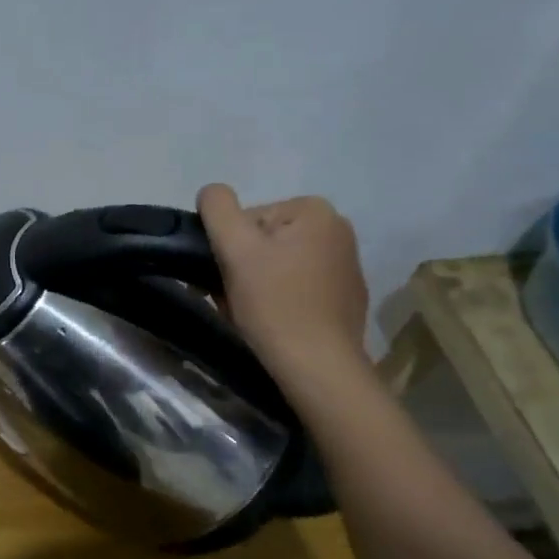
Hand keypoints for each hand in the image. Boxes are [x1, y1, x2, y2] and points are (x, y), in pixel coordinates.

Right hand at [197, 184, 369, 381]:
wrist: (317, 366)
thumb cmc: (274, 303)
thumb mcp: (236, 248)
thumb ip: (218, 208)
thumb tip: (211, 192)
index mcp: (315, 211)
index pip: (249, 219)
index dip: (230, 247)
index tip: (230, 276)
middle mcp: (338, 230)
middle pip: (264, 241)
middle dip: (244, 267)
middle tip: (235, 298)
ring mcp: (346, 265)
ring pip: (278, 265)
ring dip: (257, 285)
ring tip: (252, 314)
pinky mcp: (347, 297)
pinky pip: (298, 287)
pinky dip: (281, 300)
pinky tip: (276, 322)